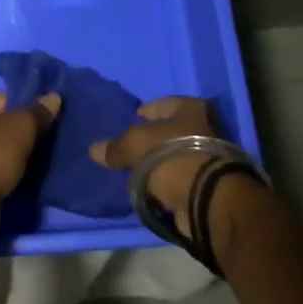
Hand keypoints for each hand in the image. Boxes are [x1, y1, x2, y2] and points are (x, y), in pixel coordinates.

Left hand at [0, 88, 60, 237]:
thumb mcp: (21, 128)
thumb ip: (38, 112)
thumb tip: (54, 98)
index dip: (13, 105)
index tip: (29, 121)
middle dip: (16, 130)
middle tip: (37, 140)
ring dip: (13, 153)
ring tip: (33, 160)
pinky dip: (5, 172)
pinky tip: (21, 177)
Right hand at [89, 96, 216, 237]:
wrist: (207, 199)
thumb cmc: (173, 157)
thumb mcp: (136, 145)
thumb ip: (116, 147)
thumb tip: (94, 150)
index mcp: (192, 107)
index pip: (162, 104)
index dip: (144, 112)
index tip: (128, 122)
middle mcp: (205, 127)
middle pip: (170, 131)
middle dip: (151, 140)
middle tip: (129, 149)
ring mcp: (209, 157)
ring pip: (174, 156)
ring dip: (158, 164)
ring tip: (135, 171)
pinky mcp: (207, 184)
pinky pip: (179, 178)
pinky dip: (166, 182)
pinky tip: (149, 188)